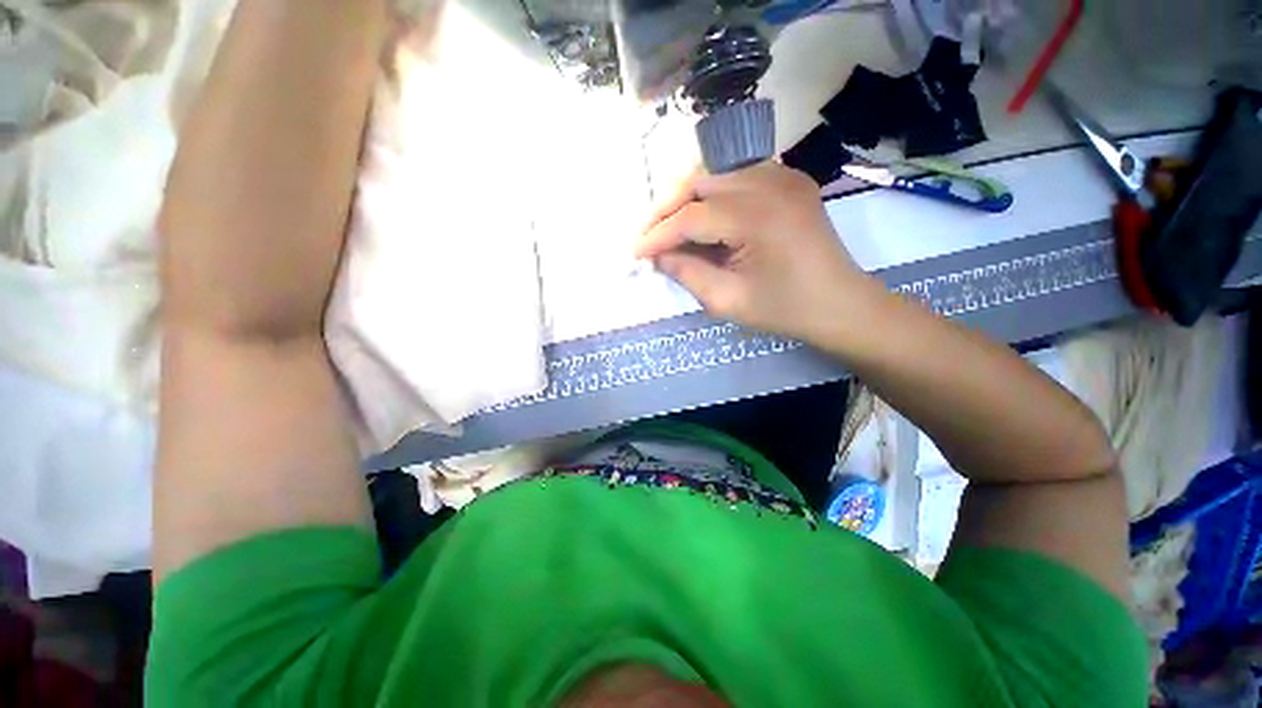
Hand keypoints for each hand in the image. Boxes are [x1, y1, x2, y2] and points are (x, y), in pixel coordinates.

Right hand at [635, 162, 872, 340]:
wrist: (841, 304)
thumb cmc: (785, 310)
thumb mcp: (728, 301)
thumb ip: (687, 273)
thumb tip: (659, 255)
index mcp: (756, 217)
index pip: (690, 217)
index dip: (658, 235)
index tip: (635, 252)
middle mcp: (769, 182)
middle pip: (699, 181)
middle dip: (666, 208)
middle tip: (649, 237)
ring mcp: (782, 175)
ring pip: (715, 173)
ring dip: (686, 198)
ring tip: (670, 228)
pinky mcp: (788, 179)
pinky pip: (737, 175)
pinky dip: (713, 193)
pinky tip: (705, 218)